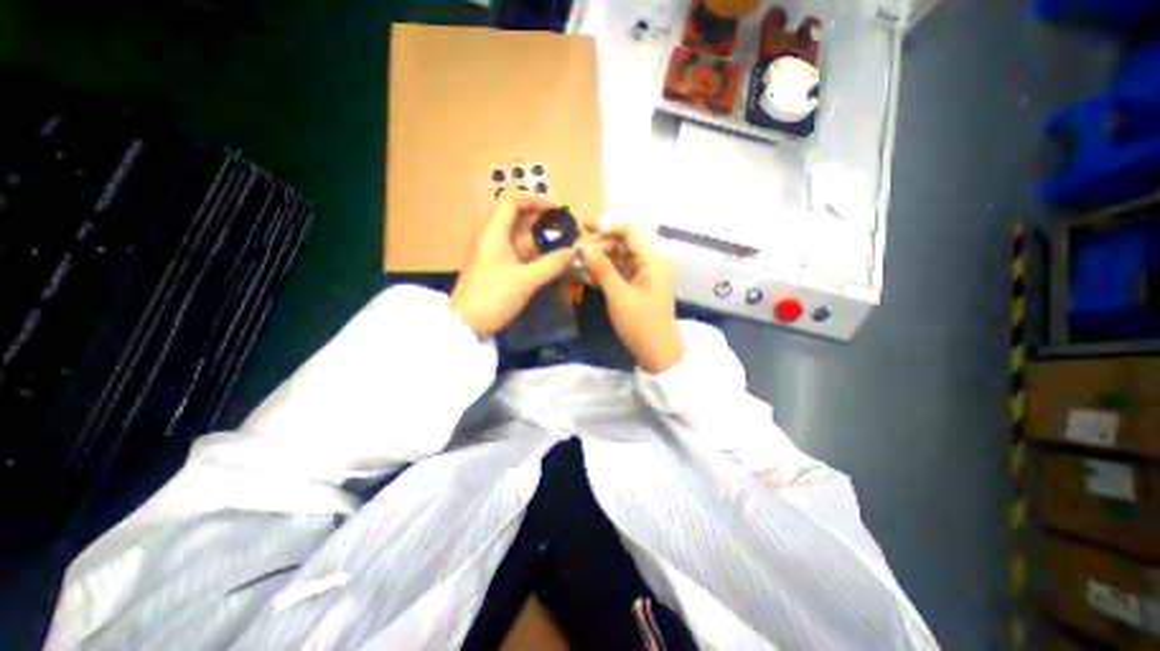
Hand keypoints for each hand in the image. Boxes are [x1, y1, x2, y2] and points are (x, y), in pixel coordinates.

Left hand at [449, 190, 573, 337]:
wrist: (465, 325)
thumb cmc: (493, 297)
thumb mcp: (526, 280)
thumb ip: (552, 264)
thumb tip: (574, 252)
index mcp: (494, 232)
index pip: (511, 199)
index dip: (535, 199)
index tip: (557, 211)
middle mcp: (491, 237)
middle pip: (516, 216)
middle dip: (542, 221)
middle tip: (565, 231)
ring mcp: (492, 252)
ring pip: (518, 236)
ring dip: (539, 239)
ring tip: (562, 247)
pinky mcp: (495, 266)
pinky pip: (516, 251)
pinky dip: (532, 253)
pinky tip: (548, 262)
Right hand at [578, 221, 681, 369]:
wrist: (658, 353)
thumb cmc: (640, 324)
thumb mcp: (618, 295)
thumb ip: (601, 269)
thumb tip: (583, 247)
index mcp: (652, 261)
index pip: (631, 232)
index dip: (608, 226)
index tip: (584, 229)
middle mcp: (650, 264)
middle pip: (624, 244)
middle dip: (601, 246)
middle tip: (579, 256)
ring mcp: (644, 277)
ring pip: (620, 259)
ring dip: (601, 260)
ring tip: (580, 266)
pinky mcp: (638, 288)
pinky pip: (620, 273)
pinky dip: (606, 273)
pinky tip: (589, 276)